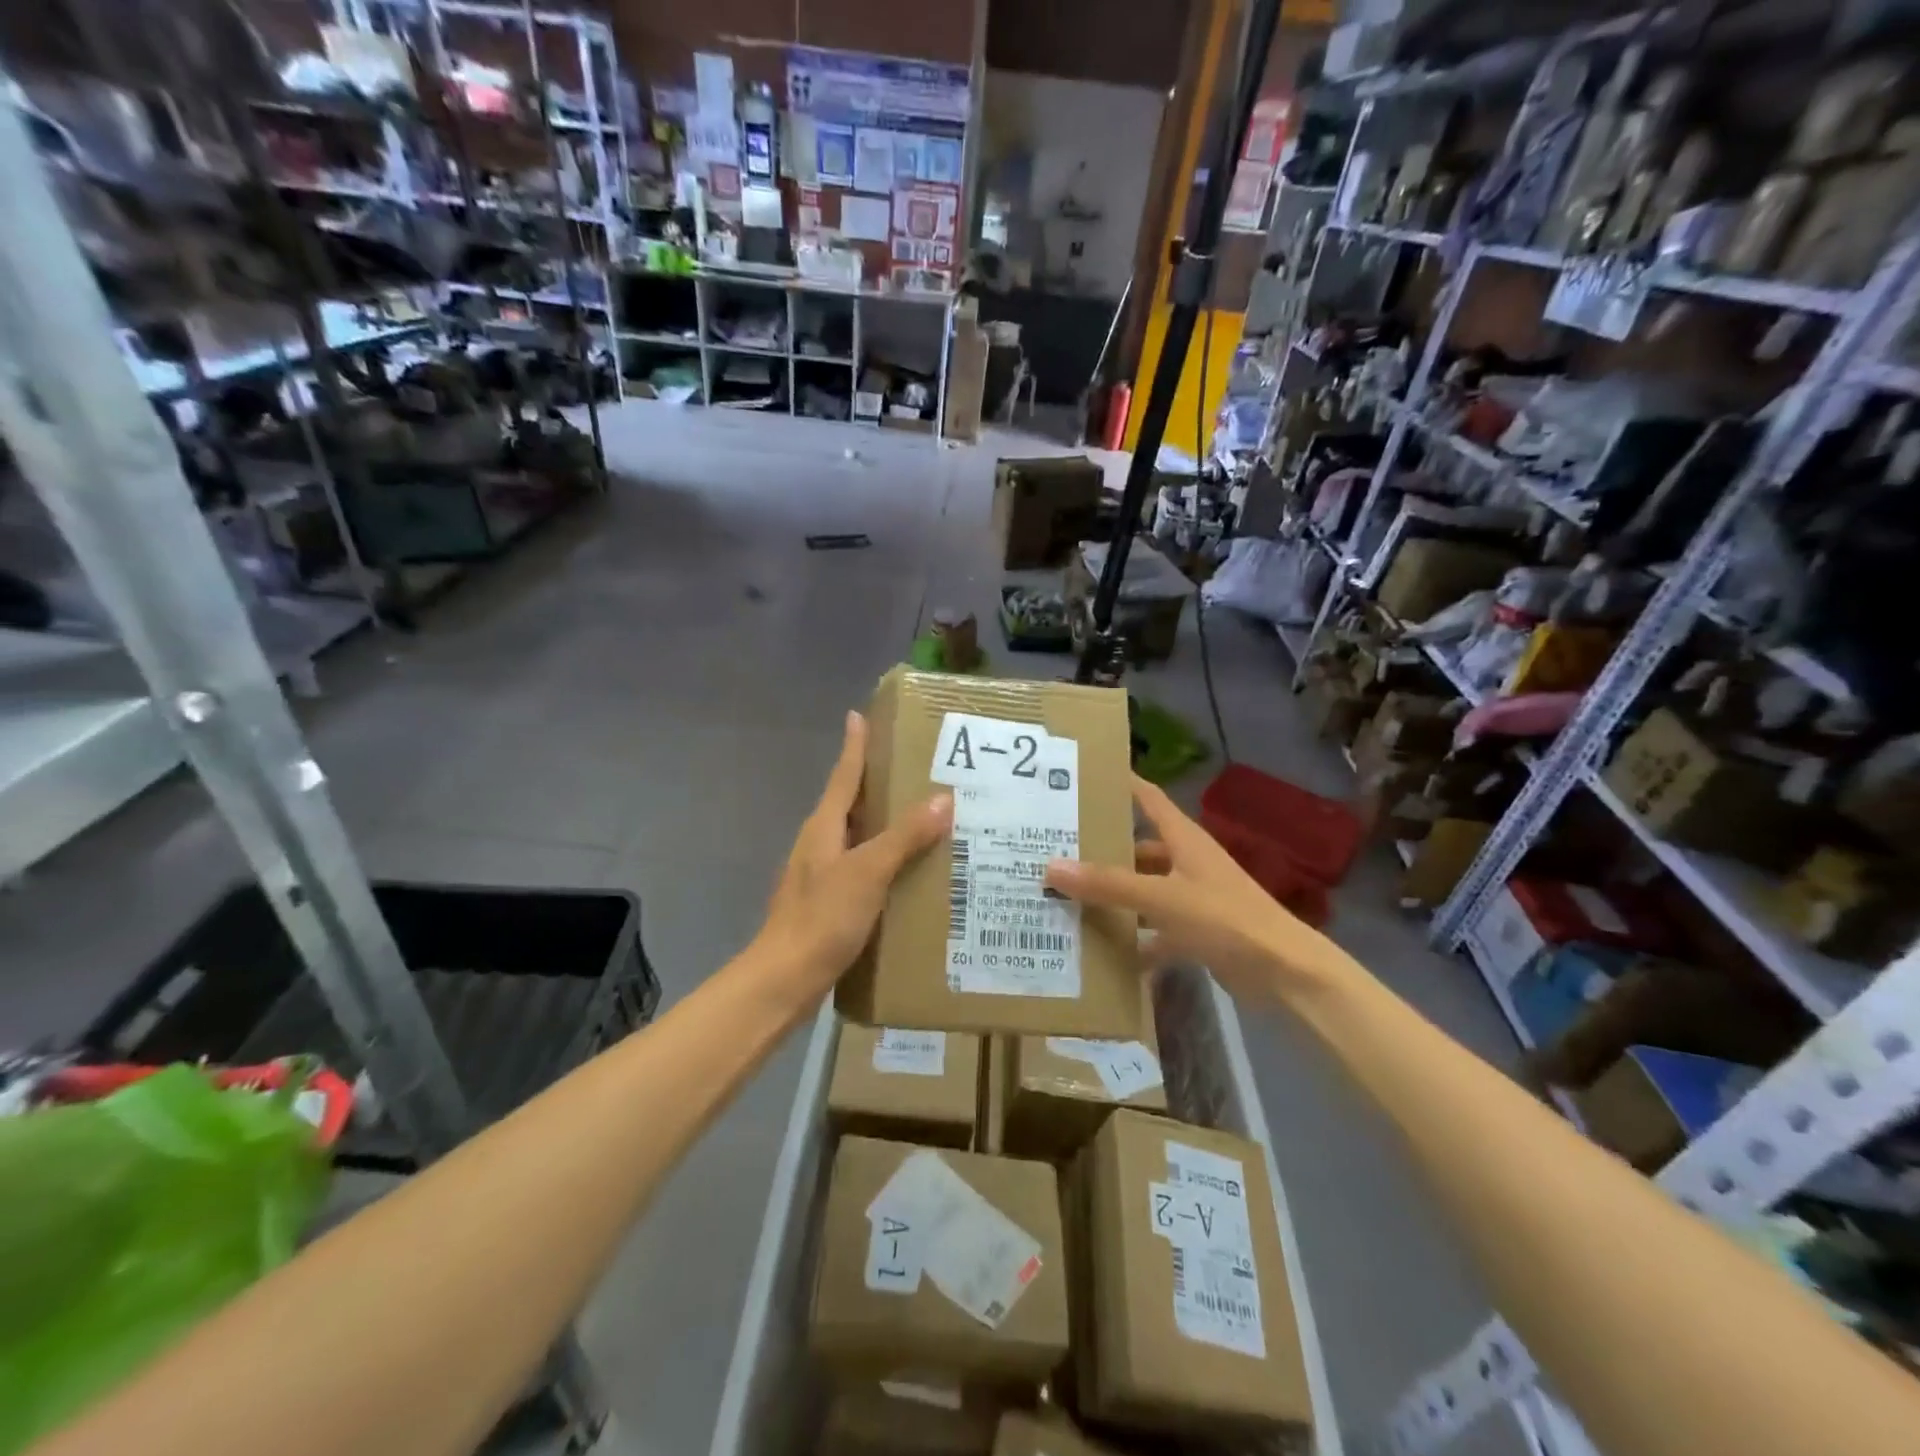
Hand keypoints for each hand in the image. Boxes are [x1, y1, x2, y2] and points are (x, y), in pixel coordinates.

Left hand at [752, 710, 951, 995]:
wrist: (784, 980)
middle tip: (912, 765)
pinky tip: (908, 869)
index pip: (843, 776)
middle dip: (876, 782)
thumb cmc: (822, 918)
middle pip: (849, 802)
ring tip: (921, 814)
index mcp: (823, 827)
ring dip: (883, 822)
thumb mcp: (868, 872)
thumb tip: (943, 798)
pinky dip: (884, 858)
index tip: (858, 715)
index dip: (853, 746)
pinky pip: (861, 866)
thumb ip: (904, 836)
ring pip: (857, 836)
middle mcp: (819, 844)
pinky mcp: (828, 902)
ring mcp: (820, 874)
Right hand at [1044, 775, 1350, 1002]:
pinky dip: (1135, 938)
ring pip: (1145, 889)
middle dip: (1104, 849)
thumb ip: (1108, 884)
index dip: (1122, 783)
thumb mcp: (1162, 897)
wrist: (1283, 971)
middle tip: (1057, 848)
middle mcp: (1187, 861)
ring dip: (1116, 896)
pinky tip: (1103, 951)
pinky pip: (1156, 929)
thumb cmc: (1225, 918)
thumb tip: (1052, 866)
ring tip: (1069, 897)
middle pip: (1140, 847)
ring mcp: (1193, 897)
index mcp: (1184, 839)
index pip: (1148, 798)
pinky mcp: (1198, 932)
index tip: (1086, 774)